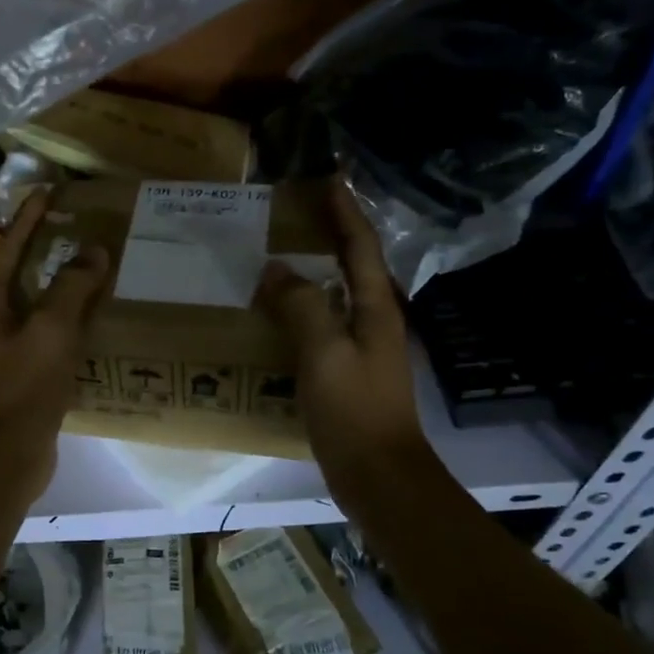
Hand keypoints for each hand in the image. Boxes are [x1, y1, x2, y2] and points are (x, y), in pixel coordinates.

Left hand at [0, 187, 109, 495]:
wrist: (5, 457)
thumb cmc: (22, 386)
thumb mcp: (51, 330)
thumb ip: (72, 288)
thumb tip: (92, 252)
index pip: (9, 247)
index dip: (29, 218)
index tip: (49, 191)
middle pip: (21, 274)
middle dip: (48, 250)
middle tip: (80, 228)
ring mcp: (2, 349)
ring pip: (36, 307)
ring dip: (62, 288)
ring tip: (94, 269)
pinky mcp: (20, 374)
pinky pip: (45, 335)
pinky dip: (67, 322)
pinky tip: (94, 320)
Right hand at [255, 181, 437, 492]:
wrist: (378, 475)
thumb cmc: (355, 410)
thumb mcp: (325, 353)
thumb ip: (302, 306)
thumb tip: (275, 270)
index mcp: (375, 309)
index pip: (361, 246)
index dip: (345, 211)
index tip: (328, 178)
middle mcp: (373, 322)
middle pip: (352, 266)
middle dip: (329, 234)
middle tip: (294, 212)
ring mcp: (361, 349)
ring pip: (336, 296)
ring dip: (313, 271)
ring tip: (279, 254)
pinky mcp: (346, 374)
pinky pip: (321, 327)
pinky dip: (301, 309)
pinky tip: (276, 315)